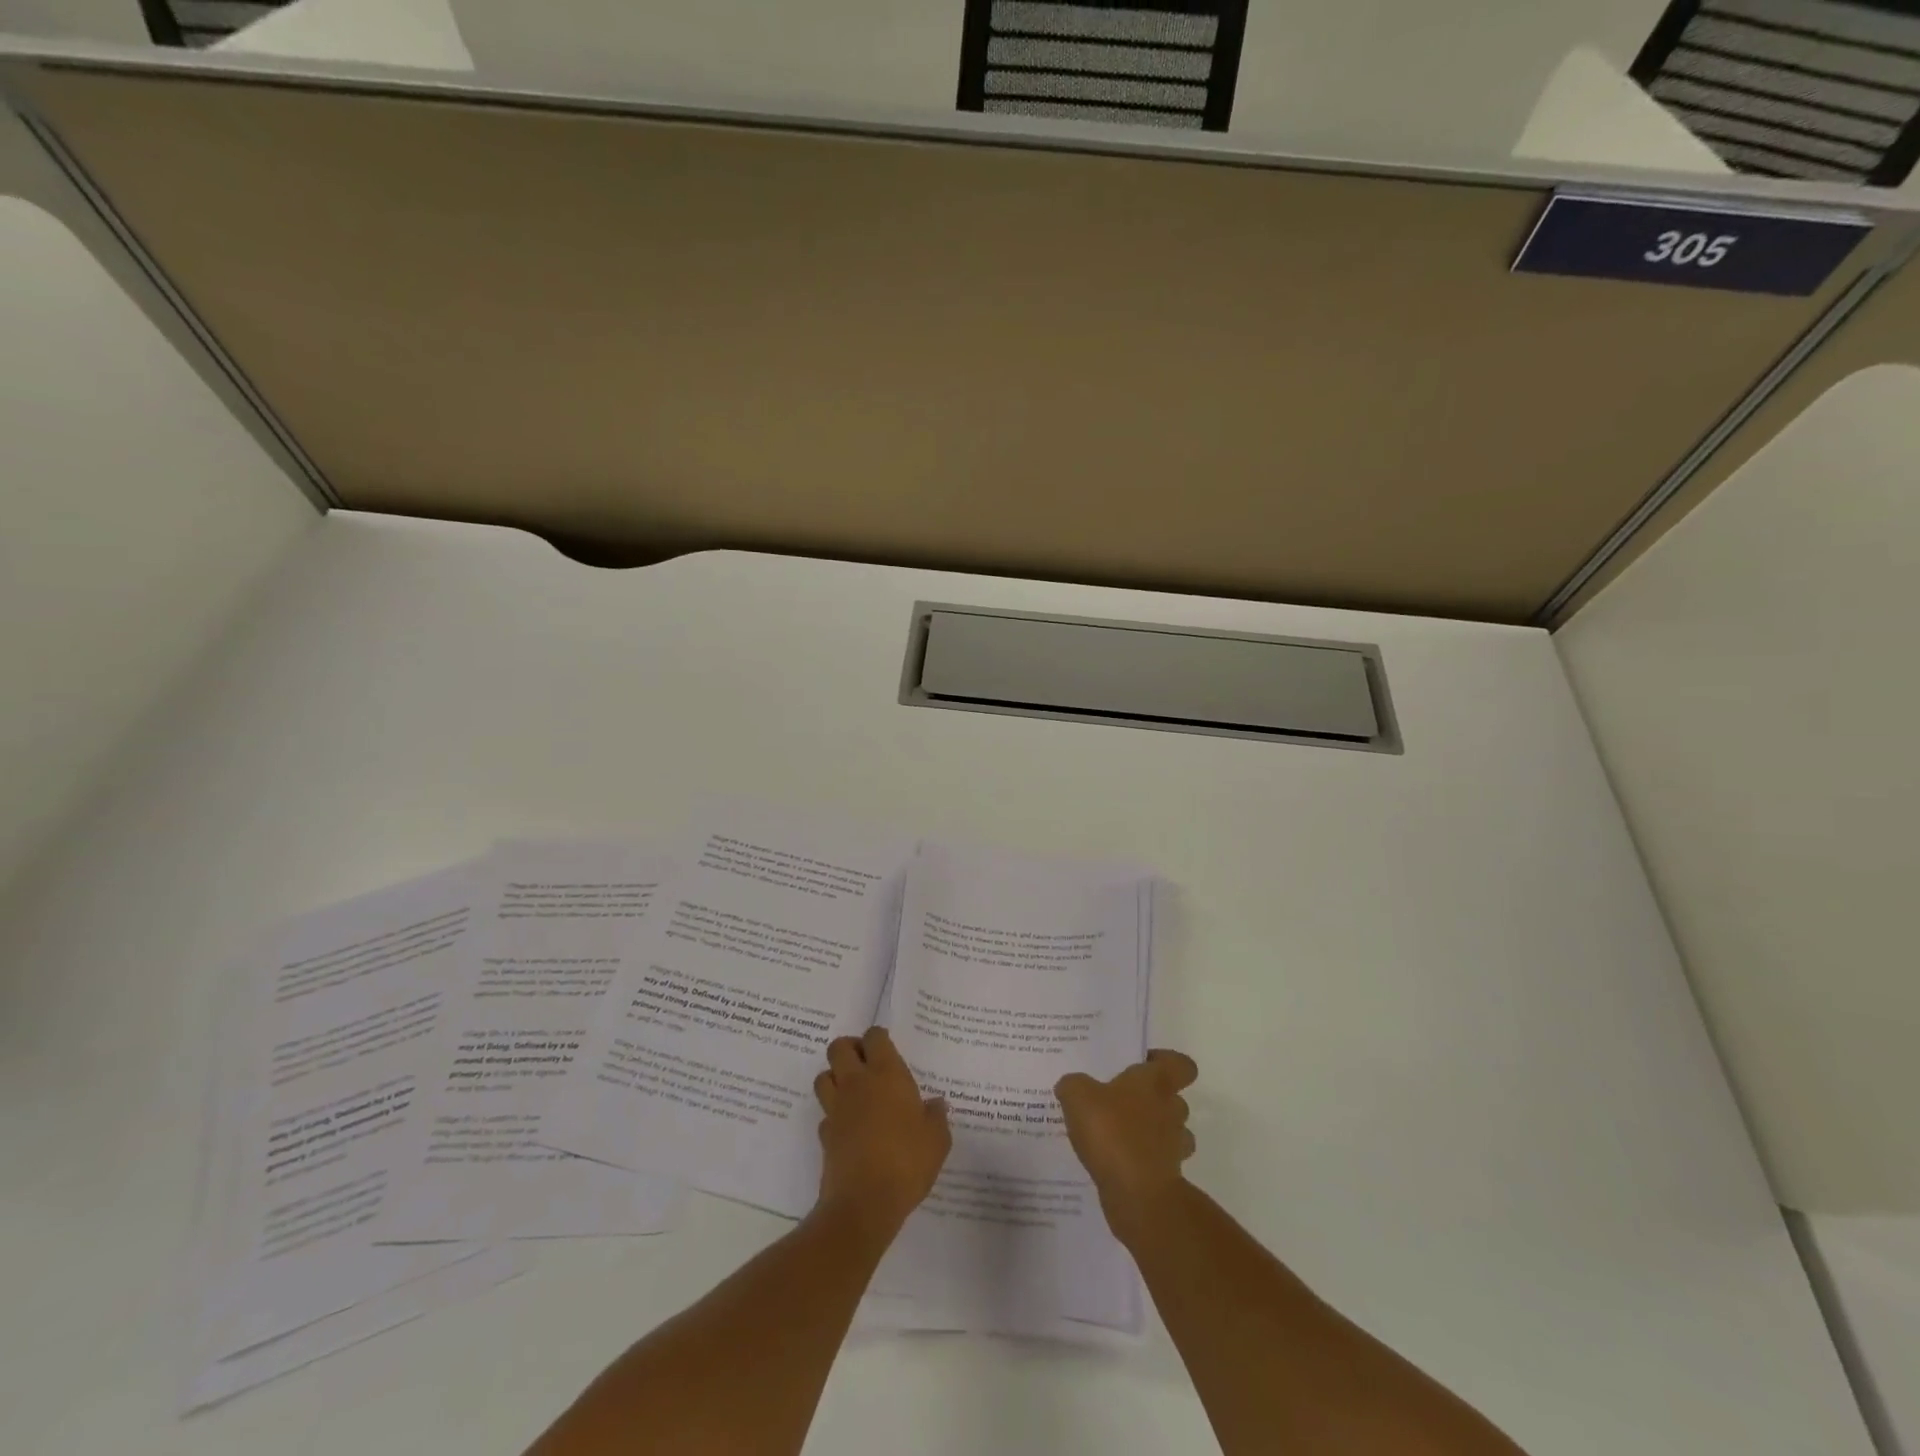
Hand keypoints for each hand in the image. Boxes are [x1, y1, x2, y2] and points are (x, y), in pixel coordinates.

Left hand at [813, 1026, 950, 1238]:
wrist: (864, 1203)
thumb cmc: (907, 1161)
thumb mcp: (937, 1139)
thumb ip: (936, 1117)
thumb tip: (936, 1104)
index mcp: (886, 1074)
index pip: (874, 1037)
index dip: (878, 1038)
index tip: (887, 1048)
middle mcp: (857, 1083)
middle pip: (839, 1047)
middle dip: (850, 1049)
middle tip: (866, 1063)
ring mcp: (837, 1108)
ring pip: (824, 1076)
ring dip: (835, 1077)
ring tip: (854, 1091)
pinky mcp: (825, 1135)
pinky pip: (825, 1114)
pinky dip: (834, 1116)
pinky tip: (849, 1128)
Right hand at [1055, 1049, 1198, 1242]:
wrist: (1137, 1195)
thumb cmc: (1112, 1132)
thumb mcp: (1078, 1096)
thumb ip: (1074, 1085)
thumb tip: (1071, 1085)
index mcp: (1156, 1082)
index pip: (1181, 1064)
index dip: (1167, 1062)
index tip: (1144, 1065)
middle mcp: (1171, 1110)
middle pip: (1174, 1099)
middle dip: (1152, 1101)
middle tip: (1121, 1102)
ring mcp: (1173, 1147)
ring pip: (1170, 1133)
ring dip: (1151, 1133)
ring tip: (1118, 1134)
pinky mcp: (1167, 1178)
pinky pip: (1156, 1163)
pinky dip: (1141, 1162)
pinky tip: (1114, 1163)